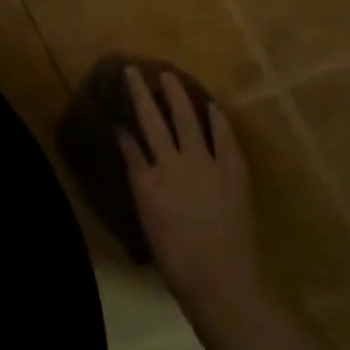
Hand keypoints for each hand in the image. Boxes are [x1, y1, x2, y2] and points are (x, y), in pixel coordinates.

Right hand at [119, 67, 270, 317]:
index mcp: (146, 184)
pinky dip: (216, 118)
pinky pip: (222, 134)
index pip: (129, 147)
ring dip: (176, 95)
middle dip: (141, 94)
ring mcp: (203, 162)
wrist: (221, 278)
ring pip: (185, 119)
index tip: (118, 116)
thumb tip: (144, 173)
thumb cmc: (179, 264)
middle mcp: (170, 165)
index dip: (123, 129)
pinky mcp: (231, 166)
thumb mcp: (150, 227)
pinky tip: (210, 104)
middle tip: (133, 71)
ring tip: (168, 76)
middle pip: (151, 121)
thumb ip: (145, 194)